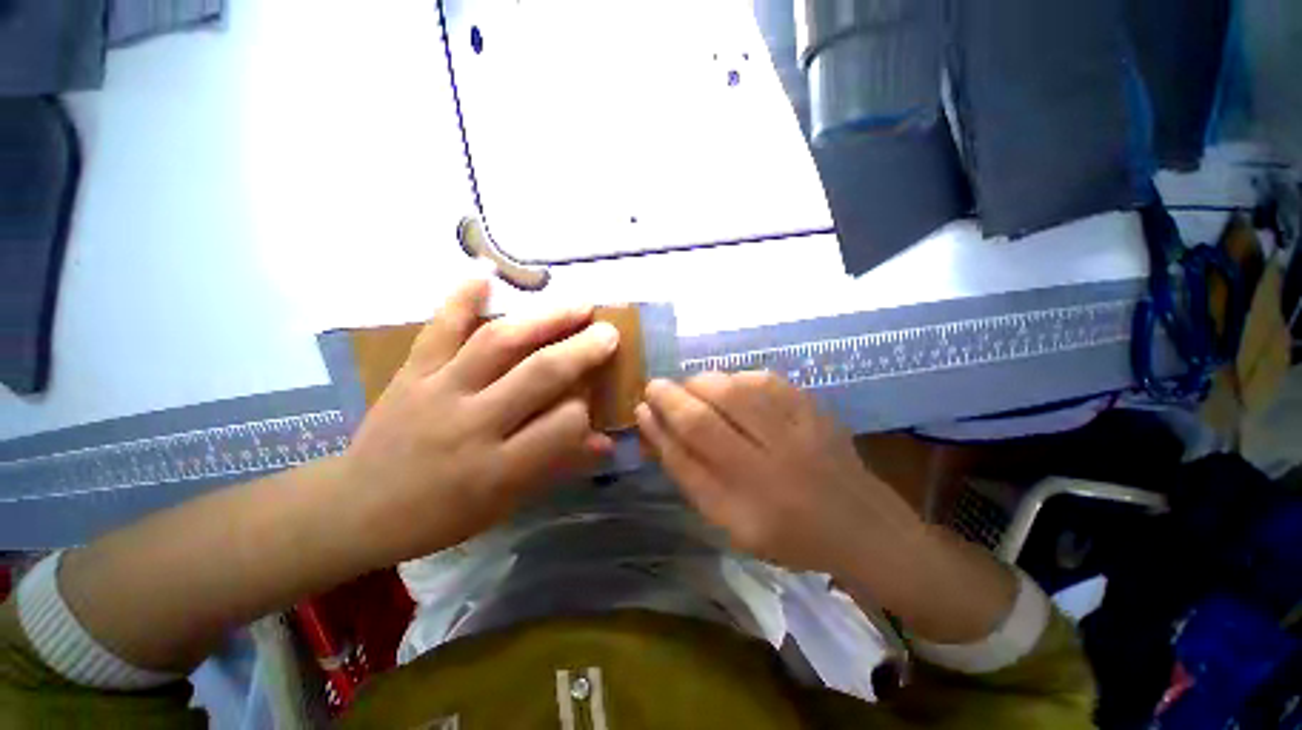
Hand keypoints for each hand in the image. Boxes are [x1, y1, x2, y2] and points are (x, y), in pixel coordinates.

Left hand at [343, 278, 619, 564]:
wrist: (356, 509)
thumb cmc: (442, 514)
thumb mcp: (506, 503)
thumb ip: (558, 467)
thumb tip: (605, 443)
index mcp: (499, 468)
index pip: (562, 426)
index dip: (585, 409)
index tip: (591, 401)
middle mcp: (473, 424)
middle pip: (538, 375)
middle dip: (581, 351)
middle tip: (609, 332)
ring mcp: (439, 392)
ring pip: (499, 343)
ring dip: (544, 320)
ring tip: (577, 306)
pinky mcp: (411, 373)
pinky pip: (439, 330)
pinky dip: (460, 299)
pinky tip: (485, 274)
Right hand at [636, 372, 924, 575]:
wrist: (860, 526)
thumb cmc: (784, 532)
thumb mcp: (726, 519)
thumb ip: (686, 471)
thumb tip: (651, 423)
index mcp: (750, 495)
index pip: (693, 438)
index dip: (663, 414)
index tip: (643, 401)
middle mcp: (776, 457)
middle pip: (714, 404)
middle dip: (678, 390)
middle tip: (664, 391)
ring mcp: (801, 428)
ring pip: (738, 385)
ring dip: (705, 383)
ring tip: (696, 392)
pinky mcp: (816, 409)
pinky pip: (766, 379)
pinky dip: (738, 379)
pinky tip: (733, 391)